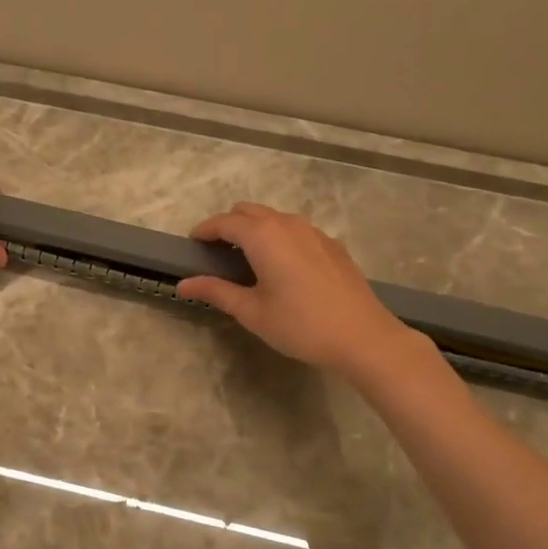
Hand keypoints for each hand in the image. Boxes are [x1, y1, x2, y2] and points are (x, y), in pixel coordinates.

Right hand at [177, 203, 417, 377]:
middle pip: (248, 211)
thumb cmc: (301, 325)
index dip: (205, 230)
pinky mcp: (332, 244)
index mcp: (263, 236)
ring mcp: (314, 231)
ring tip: (247, 260)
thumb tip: (184, 285)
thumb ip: (216, 292)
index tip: (192, 244)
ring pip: (274, 218)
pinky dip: (279, 237)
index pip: (224, 222)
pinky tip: (282, 267)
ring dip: (254, 229)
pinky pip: (295, 230)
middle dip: (228, 225)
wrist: (363, 336)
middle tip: (217, 254)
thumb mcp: (252, 311)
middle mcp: (287, 224)